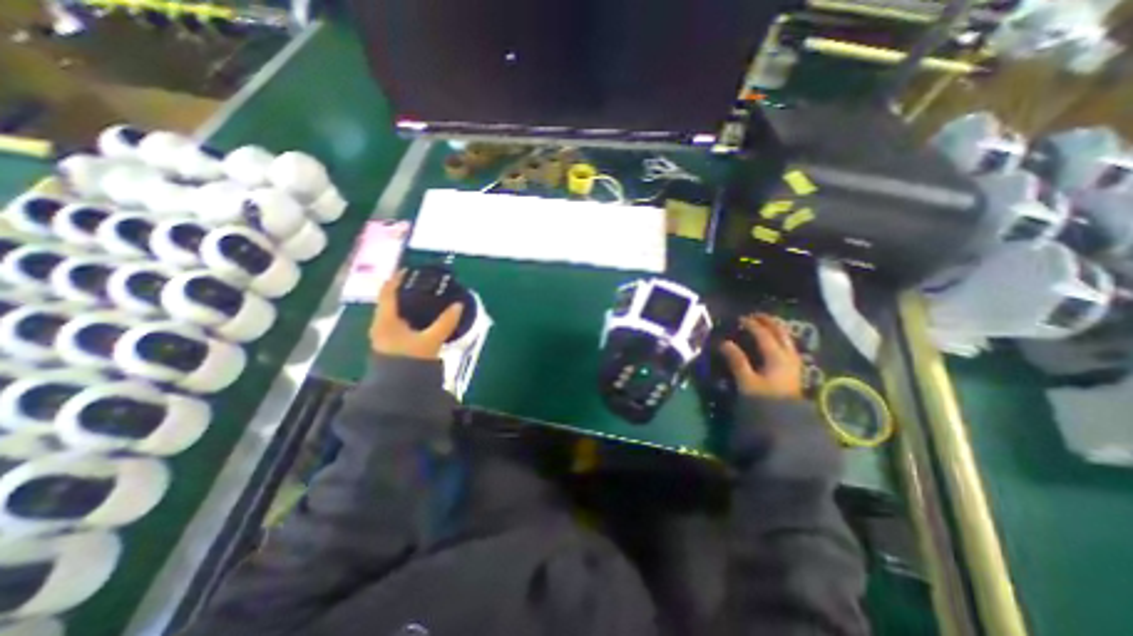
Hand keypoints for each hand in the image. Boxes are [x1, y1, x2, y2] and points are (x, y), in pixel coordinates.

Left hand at [370, 270, 460, 359]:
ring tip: (423, 298)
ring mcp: (383, 335)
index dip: (397, 278)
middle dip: (403, 290)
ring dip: (405, 303)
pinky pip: (397, 321)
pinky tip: (420, 317)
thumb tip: (458, 305)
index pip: (387, 291)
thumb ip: (445, 322)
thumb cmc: (410, 362)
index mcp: (385, 320)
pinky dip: (407, 314)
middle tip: (421, 283)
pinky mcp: (389, 343)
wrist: (397, 390)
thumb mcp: (430, 341)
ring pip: (393, 312)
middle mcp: (380, 325)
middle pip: (389, 300)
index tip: (410, 269)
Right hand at [720, 314, 798, 398]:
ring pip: (787, 339)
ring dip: (776, 329)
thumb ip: (737, 361)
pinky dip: (780, 339)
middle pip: (780, 332)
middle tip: (755, 316)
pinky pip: (788, 347)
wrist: (786, 423)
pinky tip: (774, 342)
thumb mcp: (746, 381)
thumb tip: (724, 343)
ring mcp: (794, 363)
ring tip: (764, 325)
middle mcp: (788, 356)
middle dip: (768, 322)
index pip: (763, 334)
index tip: (739, 319)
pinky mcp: (794, 371)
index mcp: (776, 356)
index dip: (751, 324)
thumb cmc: (764, 401)